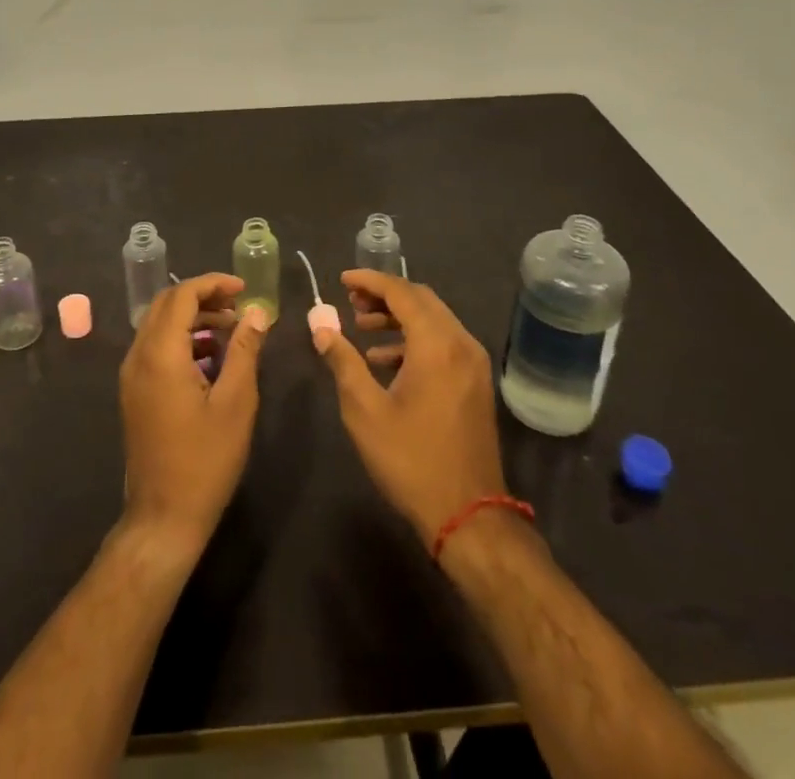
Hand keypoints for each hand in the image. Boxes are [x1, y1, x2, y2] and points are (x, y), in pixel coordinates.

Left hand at [119, 273, 268, 558]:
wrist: (163, 518)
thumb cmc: (205, 460)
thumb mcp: (235, 402)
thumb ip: (245, 350)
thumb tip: (257, 312)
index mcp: (160, 354)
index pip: (181, 296)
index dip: (213, 284)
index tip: (244, 289)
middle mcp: (138, 357)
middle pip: (166, 305)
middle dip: (203, 297)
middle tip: (239, 306)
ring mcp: (132, 376)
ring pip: (159, 326)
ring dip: (194, 319)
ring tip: (232, 330)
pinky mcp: (134, 393)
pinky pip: (155, 348)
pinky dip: (183, 340)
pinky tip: (213, 358)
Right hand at [313, 269, 507, 546]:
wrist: (468, 515)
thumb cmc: (411, 460)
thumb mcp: (365, 410)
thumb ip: (342, 361)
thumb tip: (320, 326)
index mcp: (436, 344)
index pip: (402, 292)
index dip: (370, 280)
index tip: (342, 280)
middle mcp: (461, 343)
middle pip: (421, 300)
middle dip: (384, 295)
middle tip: (350, 302)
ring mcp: (473, 363)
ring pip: (433, 320)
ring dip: (398, 317)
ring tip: (361, 326)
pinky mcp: (475, 382)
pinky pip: (443, 343)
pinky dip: (414, 340)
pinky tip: (384, 362)